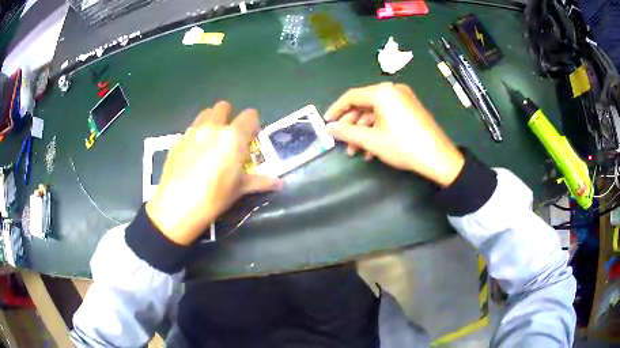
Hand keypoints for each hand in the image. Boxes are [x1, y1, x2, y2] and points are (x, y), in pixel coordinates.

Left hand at [146, 101, 282, 244]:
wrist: (176, 207)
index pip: (250, 115)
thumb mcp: (239, 190)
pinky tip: (194, 154)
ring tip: (212, 142)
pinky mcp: (177, 140)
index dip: (253, 124)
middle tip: (230, 137)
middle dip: (230, 116)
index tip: (252, 137)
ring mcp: (192, 132)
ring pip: (205, 114)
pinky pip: (191, 129)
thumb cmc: (213, 198)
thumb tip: (280, 183)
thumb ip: (260, 181)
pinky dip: (197, 134)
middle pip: (224, 107)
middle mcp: (213, 127)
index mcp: (233, 137)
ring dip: (212, 121)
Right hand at [325, 82, 463, 186]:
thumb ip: (346, 132)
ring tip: (356, 151)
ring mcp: (404, 99)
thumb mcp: (371, 140)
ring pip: (375, 113)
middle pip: (364, 105)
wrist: (438, 157)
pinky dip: (377, 130)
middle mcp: (393, 91)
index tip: (327, 123)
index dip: (336, 110)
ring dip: (364, 131)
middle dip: (351, 125)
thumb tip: (328, 128)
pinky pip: (388, 116)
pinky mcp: (411, 109)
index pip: (352, 96)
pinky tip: (372, 150)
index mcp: (382, 93)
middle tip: (343, 142)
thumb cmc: (403, 145)